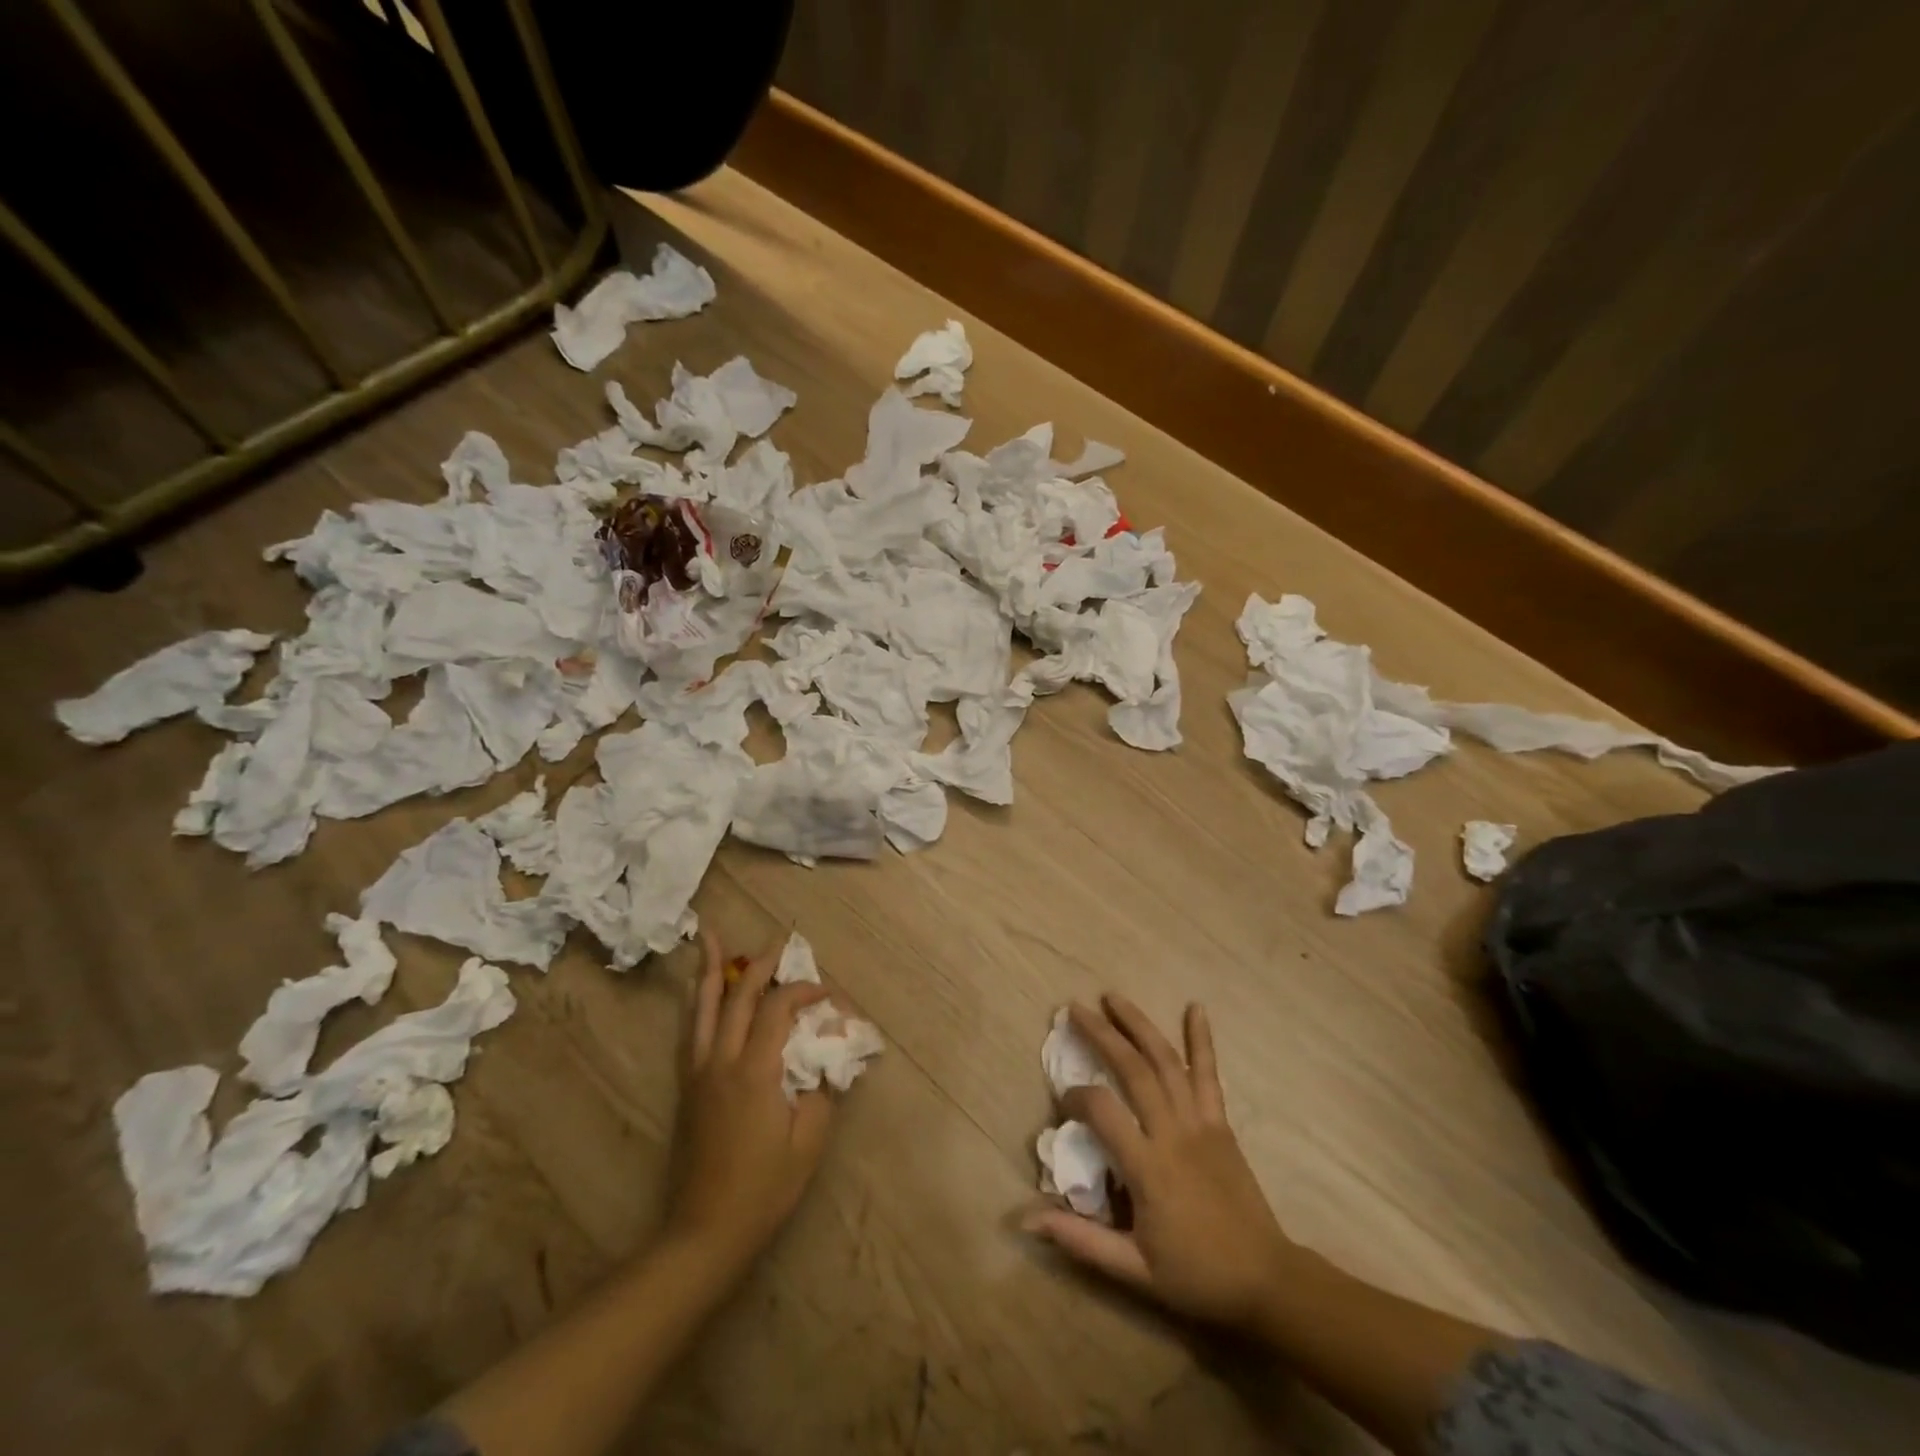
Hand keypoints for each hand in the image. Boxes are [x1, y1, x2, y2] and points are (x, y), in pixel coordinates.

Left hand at [663, 931, 834, 1275]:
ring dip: (709, 970)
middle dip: (759, 965)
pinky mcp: (689, 1087)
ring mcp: (699, 1072)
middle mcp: (722, 1061)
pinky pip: (692, 1030)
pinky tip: (698, 992)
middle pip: (738, 996)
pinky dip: (696, 1002)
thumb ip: (822, 1089)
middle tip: (778, 943)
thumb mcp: (808, 1142)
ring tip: (708, 936)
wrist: (704, 1232)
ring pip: (703, 1007)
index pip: (779, 1009)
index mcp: (754, 1071)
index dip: (804, 991)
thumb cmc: (763, 1189)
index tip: (827, 995)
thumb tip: (829, 1052)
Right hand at [1024, 996, 1298, 1332]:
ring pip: (1167, 1062)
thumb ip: (1080, 1239)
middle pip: (1133, 1070)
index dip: (1076, 1096)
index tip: (1063, 1099)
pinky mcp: (1221, 1123)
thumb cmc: (1195, 1275)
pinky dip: (1202, 1040)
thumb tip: (1026, 1219)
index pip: (1103, 1111)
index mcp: (1149, 1167)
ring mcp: (1200, 1123)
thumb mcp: (1133, 1269)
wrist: (1265, 1281)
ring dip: (1139, 1025)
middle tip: (1075, 1008)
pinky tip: (1195, 1008)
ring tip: (1113, 997)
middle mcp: (1173, 1133)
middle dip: (1102, 1034)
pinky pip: (1209, 1075)